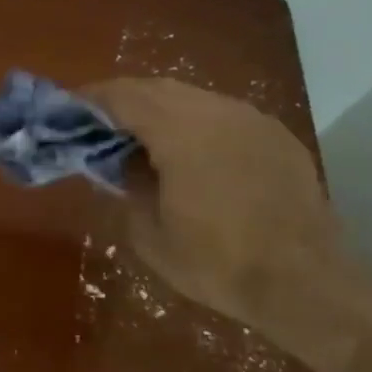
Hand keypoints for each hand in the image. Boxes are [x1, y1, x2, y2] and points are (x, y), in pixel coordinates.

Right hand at [83, 78, 371, 371]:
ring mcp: (253, 120)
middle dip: (122, 101)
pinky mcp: (276, 136)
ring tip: (139, 140)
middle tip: (96, 125)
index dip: (89, 99)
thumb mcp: (150, 234)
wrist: (306, 282)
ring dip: (159, 111)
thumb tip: (121, 163)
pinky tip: (188, 155)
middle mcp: (218, 111)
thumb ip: (128, 187)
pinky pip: (222, 116)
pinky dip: (193, 124)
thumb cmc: (218, 263)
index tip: (65, 110)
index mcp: (181, 131)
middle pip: (157, 88)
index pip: (123, 96)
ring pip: (193, 98)